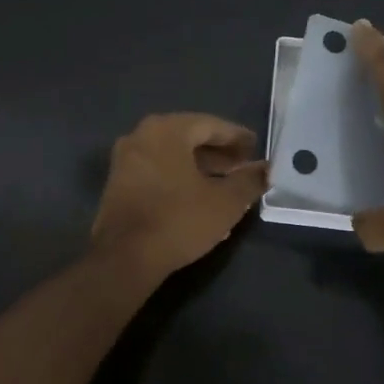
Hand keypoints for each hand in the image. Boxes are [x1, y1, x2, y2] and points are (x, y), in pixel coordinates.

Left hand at [91, 113, 269, 278]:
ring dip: (199, 167)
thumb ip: (249, 180)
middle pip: (189, 137)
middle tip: (242, 167)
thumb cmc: (179, 220)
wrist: (125, 258)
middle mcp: (142, 135)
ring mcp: (125, 159)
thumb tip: (265, 169)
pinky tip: (198, 198)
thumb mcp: (225, 202)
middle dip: (218, 153)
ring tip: (225, 185)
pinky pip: (157, 171)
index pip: (211, 125)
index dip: (237, 137)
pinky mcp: (118, 183)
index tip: (256, 149)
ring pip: (172, 156)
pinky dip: (179, 178)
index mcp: (167, 129)